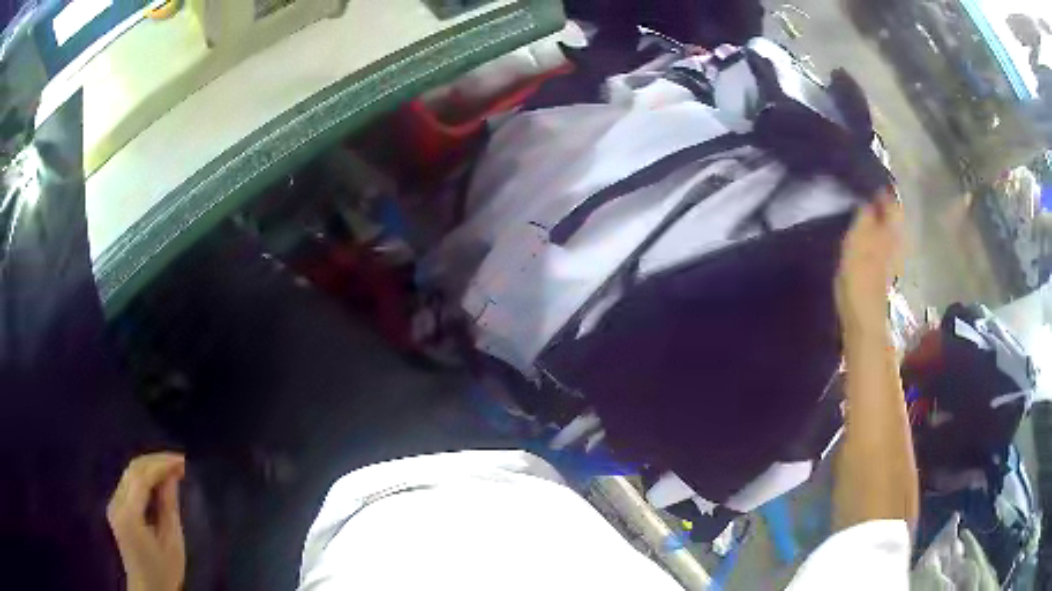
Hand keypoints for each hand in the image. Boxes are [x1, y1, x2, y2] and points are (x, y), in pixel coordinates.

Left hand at [107, 453, 186, 590]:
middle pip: (133, 470)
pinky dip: (145, 477)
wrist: (148, 589)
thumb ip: (169, 507)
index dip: (162, 465)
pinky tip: (159, 481)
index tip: (183, 460)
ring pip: (130, 473)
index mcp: (129, 514)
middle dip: (156, 461)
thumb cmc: (164, 571)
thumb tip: (172, 476)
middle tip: (180, 461)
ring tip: (172, 468)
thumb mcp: (172, 543)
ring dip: (151, 467)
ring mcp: (114, 503)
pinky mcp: (116, 506)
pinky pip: (129, 483)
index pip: (142, 477)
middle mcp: (116, 502)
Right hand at [836, 190, 903, 334]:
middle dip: (881, 206)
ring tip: (861, 216)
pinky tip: (864, 240)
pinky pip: (883, 246)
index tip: (866, 182)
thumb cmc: (860, 274)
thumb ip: (865, 215)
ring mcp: (894, 258)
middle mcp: (898, 240)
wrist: (864, 316)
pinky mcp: (885, 272)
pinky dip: (875, 238)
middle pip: (893, 217)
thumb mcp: (858, 236)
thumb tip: (869, 198)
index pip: (892, 201)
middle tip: (863, 197)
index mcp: (893, 228)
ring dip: (878, 223)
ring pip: (888, 231)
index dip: (881, 190)